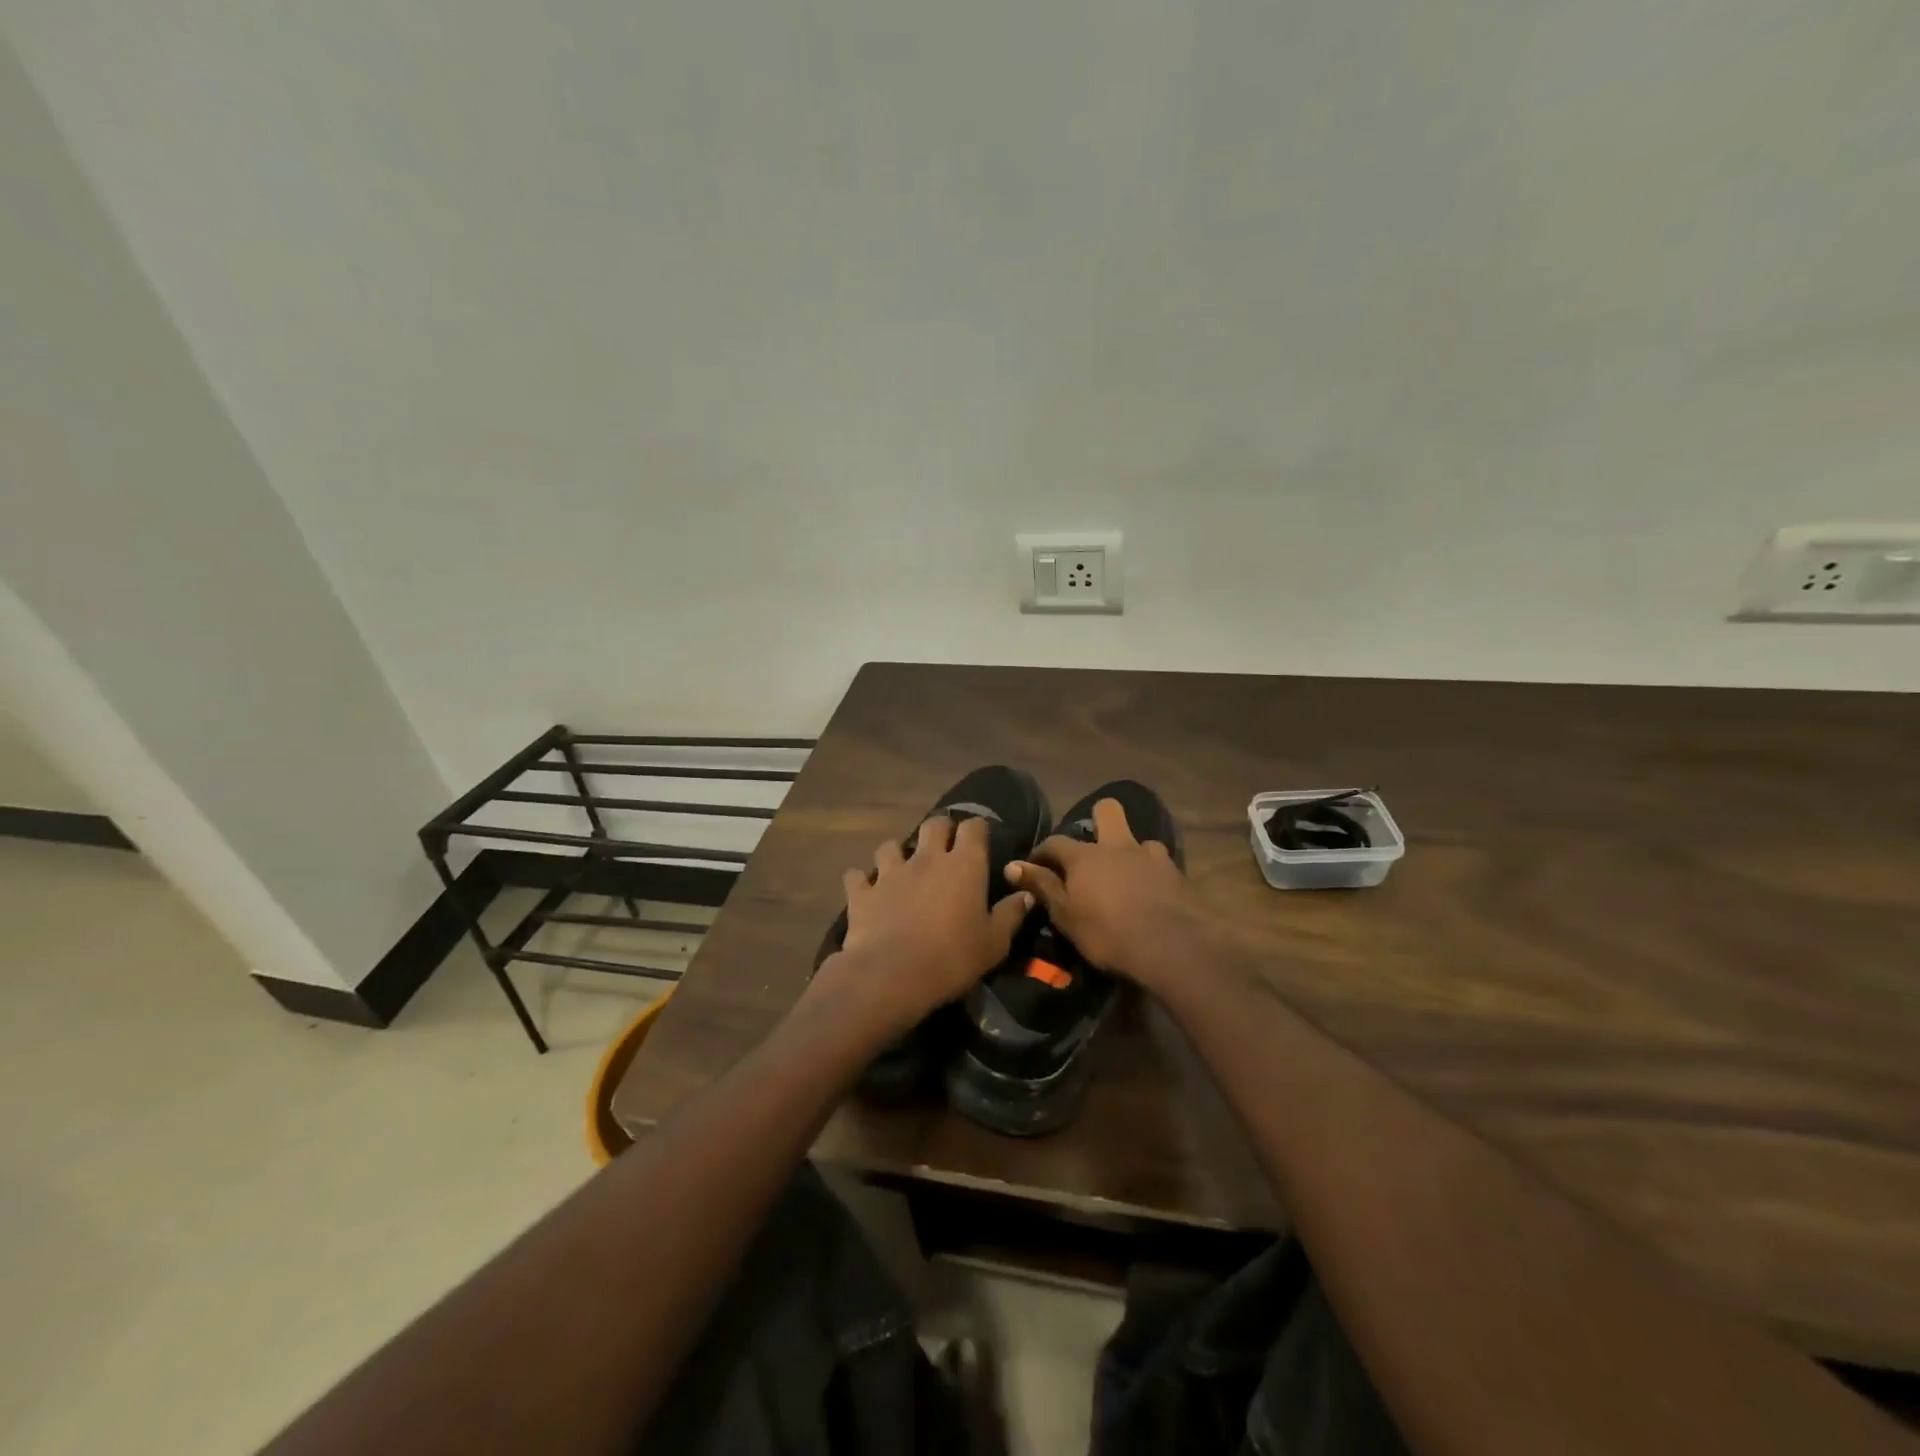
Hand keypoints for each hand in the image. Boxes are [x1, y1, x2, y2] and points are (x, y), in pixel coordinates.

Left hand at [811, 815, 1033, 1038]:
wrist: (891, 976)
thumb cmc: (952, 958)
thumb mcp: (994, 943)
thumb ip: (1011, 914)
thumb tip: (1027, 894)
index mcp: (964, 865)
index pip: (974, 827)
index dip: (977, 828)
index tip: (981, 838)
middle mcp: (927, 858)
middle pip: (933, 825)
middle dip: (940, 830)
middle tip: (944, 847)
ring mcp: (890, 872)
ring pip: (891, 845)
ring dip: (897, 853)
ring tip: (902, 868)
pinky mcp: (862, 892)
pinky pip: (857, 876)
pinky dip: (862, 881)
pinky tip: (866, 891)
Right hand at [1006, 799, 1206, 991]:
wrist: (1171, 947)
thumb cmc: (1108, 934)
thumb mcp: (1065, 916)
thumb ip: (1041, 886)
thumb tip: (1012, 865)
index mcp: (1085, 856)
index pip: (1055, 842)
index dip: (1042, 852)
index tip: (1035, 866)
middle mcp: (1117, 846)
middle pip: (1107, 810)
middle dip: (1098, 818)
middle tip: (1092, 848)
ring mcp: (1150, 856)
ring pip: (1138, 839)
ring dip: (1130, 852)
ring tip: (1126, 875)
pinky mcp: (1176, 873)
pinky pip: (1160, 863)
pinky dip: (1152, 872)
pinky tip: (1151, 891)